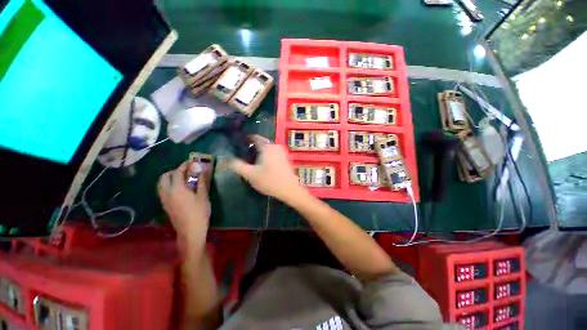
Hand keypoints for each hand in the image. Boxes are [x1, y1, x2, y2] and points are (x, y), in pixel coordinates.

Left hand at [158, 162, 211, 238]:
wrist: (190, 231)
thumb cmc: (199, 212)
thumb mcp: (203, 195)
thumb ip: (202, 181)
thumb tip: (203, 169)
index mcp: (177, 189)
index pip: (178, 172)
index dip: (185, 165)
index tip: (192, 162)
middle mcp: (167, 192)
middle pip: (165, 176)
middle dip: (175, 171)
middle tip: (187, 171)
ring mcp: (164, 199)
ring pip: (162, 183)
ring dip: (170, 178)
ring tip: (183, 179)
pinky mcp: (165, 205)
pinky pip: (163, 190)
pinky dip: (169, 185)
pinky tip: (180, 189)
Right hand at [230, 136, 305, 203]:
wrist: (289, 190)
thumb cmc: (270, 181)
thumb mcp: (250, 175)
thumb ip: (237, 165)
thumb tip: (227, 159)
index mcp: (267, 146)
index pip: (253, 137)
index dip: (244, 140)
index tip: (237, 145)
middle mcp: (276, 146)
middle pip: (260, 143)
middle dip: (251, 148)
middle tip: (243, 156)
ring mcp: (282, 152)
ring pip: (267, 149)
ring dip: (259, 153)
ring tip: (251, 161)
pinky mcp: (285, 158)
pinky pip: (273, 153)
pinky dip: (266, 156)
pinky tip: (262, 165)